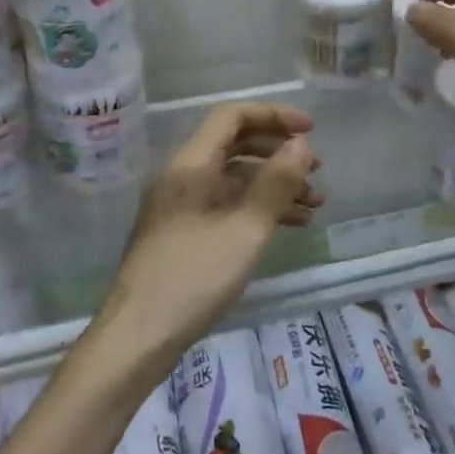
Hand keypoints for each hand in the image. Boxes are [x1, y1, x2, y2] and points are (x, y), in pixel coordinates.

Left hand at [98, 102, 320, 372]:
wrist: (137, 338)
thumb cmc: (193, 278)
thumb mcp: (245, 229)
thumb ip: (276, 183)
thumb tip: (301, 145)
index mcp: (191, 165)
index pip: (232, 116)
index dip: (273, 115)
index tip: (310, 130)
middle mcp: (183, 177)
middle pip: (235, 145)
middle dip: (278, 152)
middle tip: (317, 171)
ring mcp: (181, 206)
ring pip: (234, 179)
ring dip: (274, 185)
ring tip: (315, 204)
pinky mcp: (183, 233)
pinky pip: (226, 205)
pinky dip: (257, 208)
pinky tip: (289, 226)